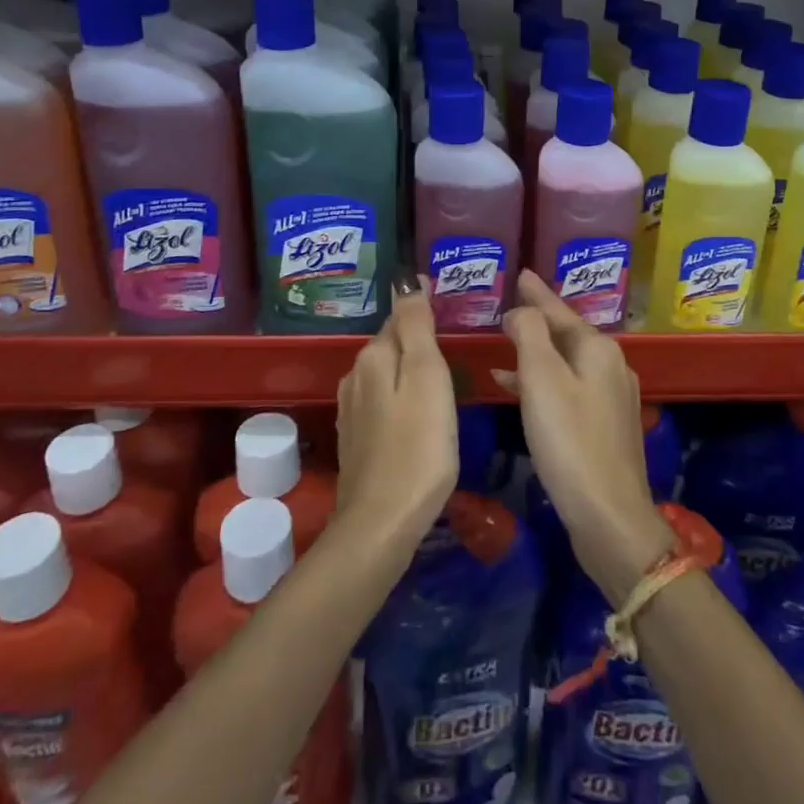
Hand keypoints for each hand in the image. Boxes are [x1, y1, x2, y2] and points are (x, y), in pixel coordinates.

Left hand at [336, 279, 458, 559]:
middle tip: (451, 341)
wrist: (382, 523)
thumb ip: (415, 326)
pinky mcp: (356, 438)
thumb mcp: (426, 377)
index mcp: (373, 356)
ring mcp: (352, 409)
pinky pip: (381, 401)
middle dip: (415, 339)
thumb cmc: (418, 446)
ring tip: (439, 374)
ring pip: (385, 374)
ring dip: (407, 369)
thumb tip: (407, 280)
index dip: (424, 311)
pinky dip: (400, 397)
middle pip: (390, 345)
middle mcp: (355, 376)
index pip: (401, 317)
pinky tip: (417, 412)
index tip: (450, 308)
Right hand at [500, 271, 674, 603]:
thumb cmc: (570, 441)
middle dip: (537, 319)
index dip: (537, 292)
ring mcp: (610, 397)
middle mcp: (610, 366)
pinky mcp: (604, 426)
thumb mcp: (542, 379)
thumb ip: (529, 333)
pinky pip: (566, 387)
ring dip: (535, 351)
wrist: (609, 516)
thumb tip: (521, 311)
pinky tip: (514, 389)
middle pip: (566, 333)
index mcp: (598, 349)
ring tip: (504, 342)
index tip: (521, 273)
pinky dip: (541, 382)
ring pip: (565, 361)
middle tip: (508, 305)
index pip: (559, 309)